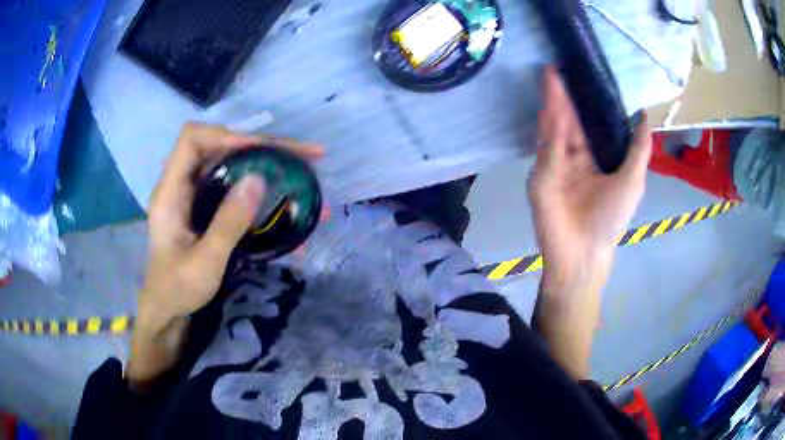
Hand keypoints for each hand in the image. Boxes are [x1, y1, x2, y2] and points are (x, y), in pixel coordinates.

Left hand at [128, 123, 320, 387]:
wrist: (167, 311)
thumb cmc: (177, 291)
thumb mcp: (204, 263)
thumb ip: (228, 222)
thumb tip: (258, 179)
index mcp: (170, 192)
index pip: (193, 139)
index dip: (227, 136)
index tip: (263, 151)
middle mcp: (182, 184)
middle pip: (221, 146)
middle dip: (263, 147)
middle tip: (307, 157)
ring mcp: (195, 195)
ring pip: (232, 163)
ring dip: (267, 163)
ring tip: (305, 171)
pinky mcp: (206, 207)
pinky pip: (235, 184)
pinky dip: (261, 185)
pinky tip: (286, 198)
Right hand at [529, 67, 651, 288]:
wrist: (585, 252)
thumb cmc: (611, 218)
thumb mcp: (633, 179)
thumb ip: (638, 147)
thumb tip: (644, 115)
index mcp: (591, 161)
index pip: (584, 127)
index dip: (582, 105)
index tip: (579, 80)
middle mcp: (571, 160)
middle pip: (566, 123)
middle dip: (562, 98)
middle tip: (555, 70)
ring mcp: (554, 167)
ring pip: (554, 131)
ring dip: (552, 105)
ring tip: (550, 79)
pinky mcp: (540, 177)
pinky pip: (547, 149)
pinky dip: (549, 130)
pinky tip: (550, 109)